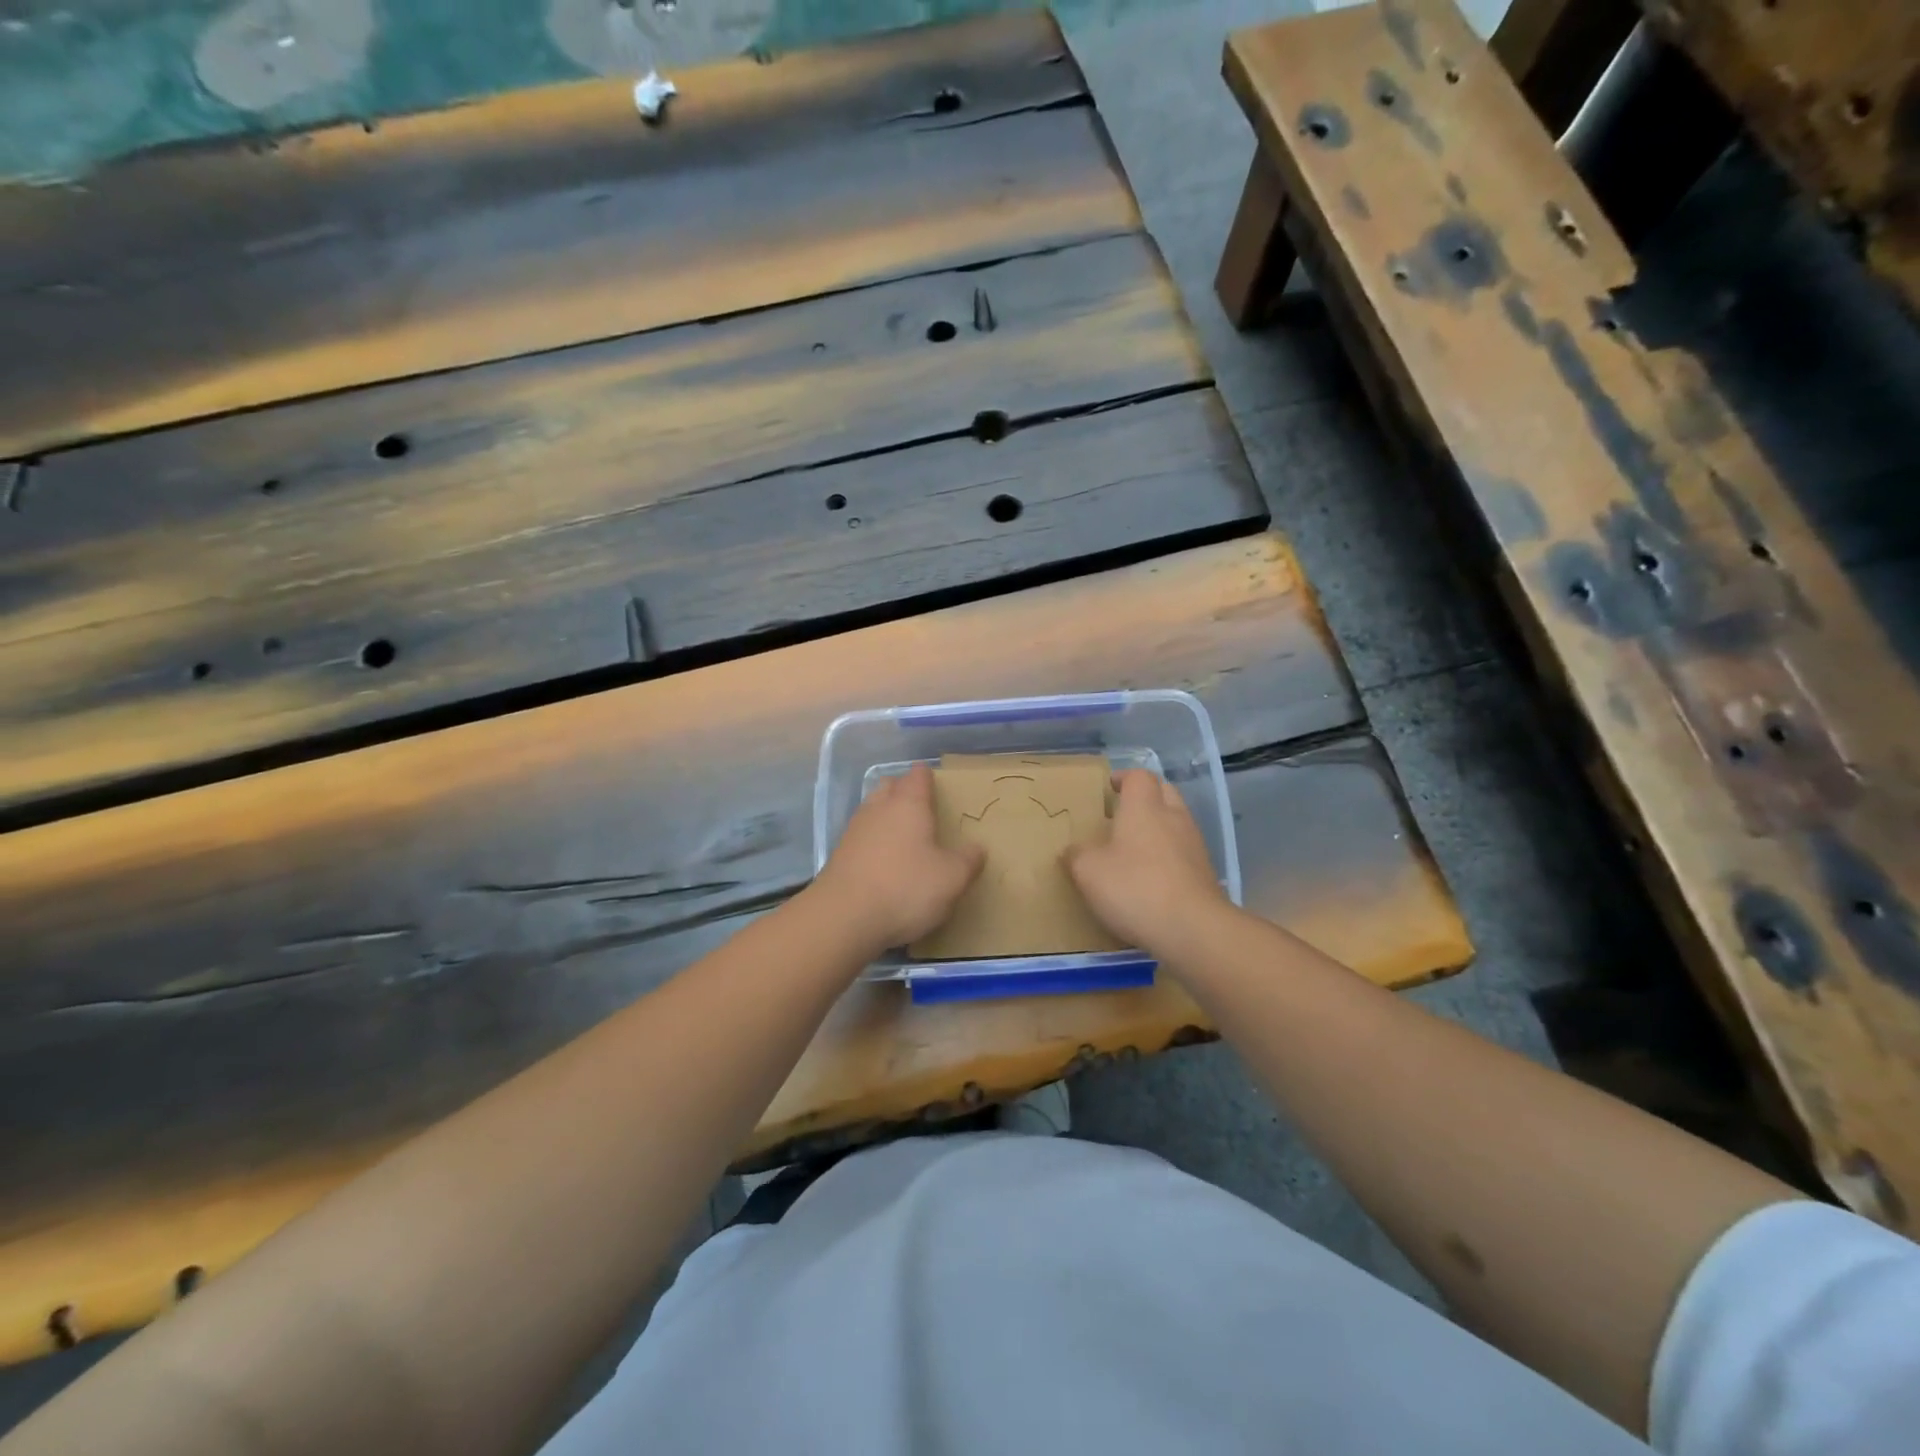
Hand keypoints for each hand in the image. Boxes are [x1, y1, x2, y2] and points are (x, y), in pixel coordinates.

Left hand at [809, 763, 983, 951]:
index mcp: (908, 805)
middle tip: (922, 807)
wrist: (843, 918)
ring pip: (872, 810)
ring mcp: (854, 831)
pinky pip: (861, 837)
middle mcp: (879, 809)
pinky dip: (873, 842)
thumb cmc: (905, 888)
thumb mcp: (951, 879)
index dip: (928, 777)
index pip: (918, 776)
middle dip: (903, 790)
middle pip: (889, 786)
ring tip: (904, 834)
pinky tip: (883, 861)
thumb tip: (977, 848)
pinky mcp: (839, 855)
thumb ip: (968, 861)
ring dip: (886, 816)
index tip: (938, 784)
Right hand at [1065, 769, 1230, 953]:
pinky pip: (1184, 851)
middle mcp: (1173, 817)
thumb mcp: (1089, 872)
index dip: (1123, 778)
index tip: (1109, 789)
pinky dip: (1170, 854)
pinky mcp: (1205, 872)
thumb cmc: (1134, 887)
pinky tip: (1153, 877)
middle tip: (1122, 813)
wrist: (1192, 928)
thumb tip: (1072, 850)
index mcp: (1144, 808)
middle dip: (1145, 797)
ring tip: (1135, 847)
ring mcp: (1194, 845)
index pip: (1138, 776)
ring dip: (1159, 826)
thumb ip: (1077, 856)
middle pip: (1164, 791)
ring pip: (1177, 821)